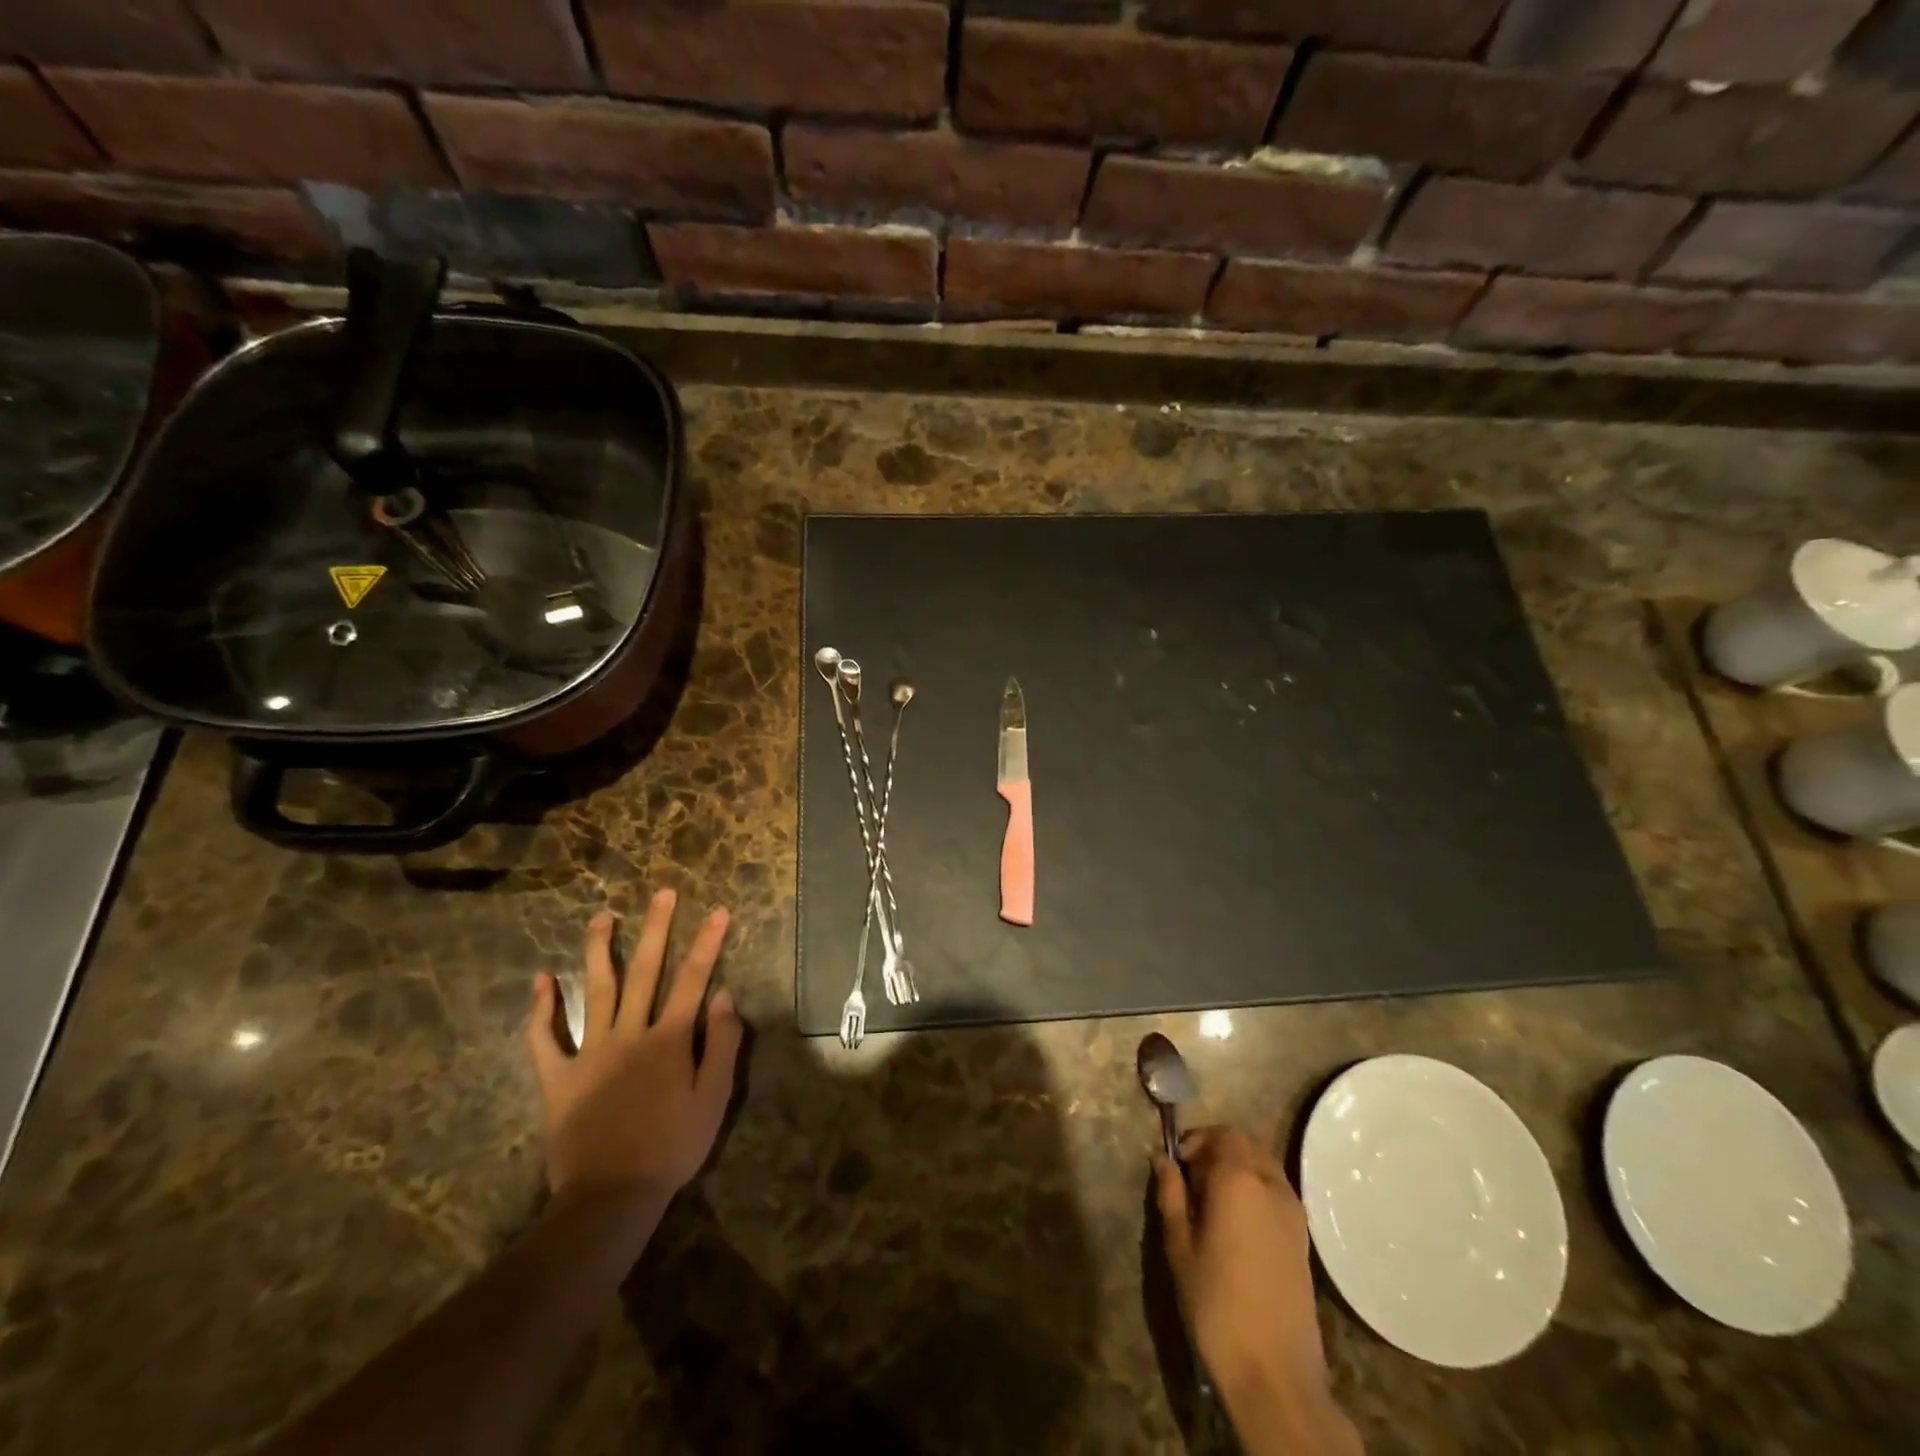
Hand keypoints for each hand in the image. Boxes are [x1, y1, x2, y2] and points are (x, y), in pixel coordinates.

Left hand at [525, 888, 742, 1206]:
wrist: (611, 1196)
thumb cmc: (672, 1148)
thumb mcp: (713, 1099)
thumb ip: (722, 1044)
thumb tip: (725, 996)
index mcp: (669, 1039)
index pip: (694, 980)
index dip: (708, 943)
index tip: (719, 911)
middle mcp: (630, 1034)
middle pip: (645, 971)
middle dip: (657, 928)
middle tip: (663, 893)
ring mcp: (590, 1052)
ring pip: (596, 990)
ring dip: (600, 949)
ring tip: (602, 915)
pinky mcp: (558, 1077)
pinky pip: (544, 1039)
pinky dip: (541, 1009)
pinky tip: (541, 980)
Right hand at [1156, 1127, 1340, 1425]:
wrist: (1276, 1374)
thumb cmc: (1217, 1305)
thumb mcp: (1179, 1247)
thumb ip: (1171, 1196)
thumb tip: (1163, 1161)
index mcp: (1239, 1180)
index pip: (1222, 1133)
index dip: (1197, 1140)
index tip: (1177, 1164)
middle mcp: (1272, 1185)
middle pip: (1246, 1145)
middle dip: (1217, 1150)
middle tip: (1192, 1179)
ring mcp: (1294, 1213)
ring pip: (1265, 1166)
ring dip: (1239, 1169)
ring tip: (1213, 1203)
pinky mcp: (1303, 1240)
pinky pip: (1277, 1192)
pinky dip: (1256, 1190)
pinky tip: (1237, 1225)